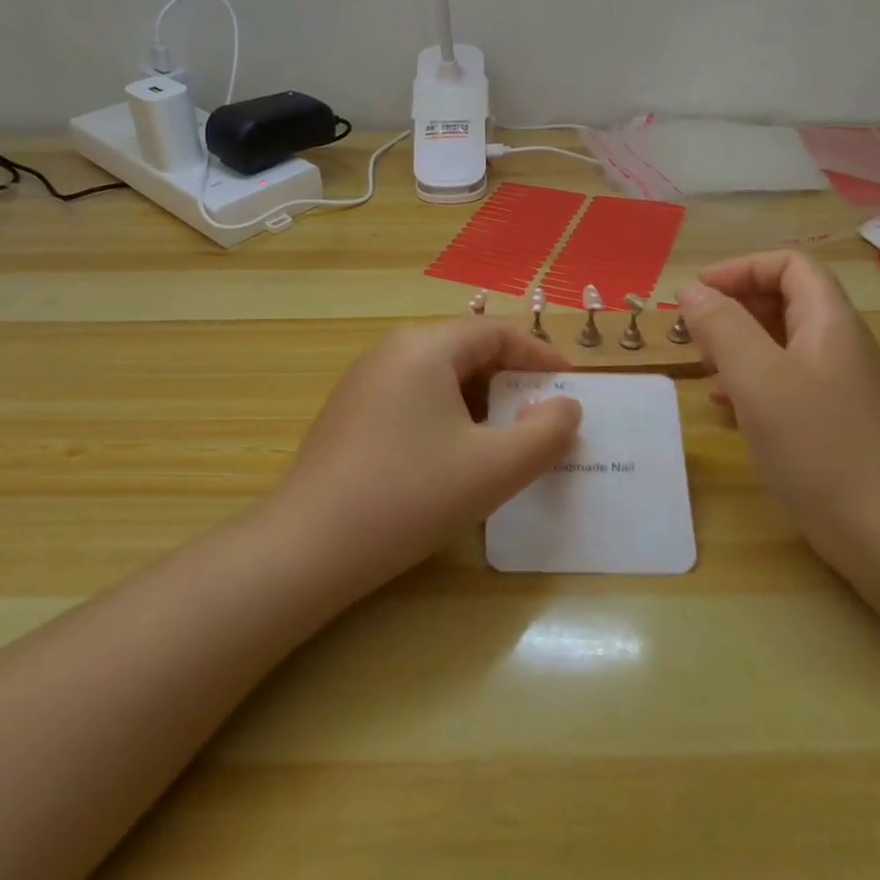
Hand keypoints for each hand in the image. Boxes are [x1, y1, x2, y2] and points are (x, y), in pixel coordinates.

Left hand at [267, 320, 582, 596]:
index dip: (541, 356)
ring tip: (506, 439)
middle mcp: (392, 350)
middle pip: (467, 349)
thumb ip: (546, 434)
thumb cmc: (410, 496)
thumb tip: (566, 407)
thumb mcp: (495, 468)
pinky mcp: (349, 413)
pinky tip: (455, 456)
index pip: (497, 332)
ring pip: (439, 376)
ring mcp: (364, 381)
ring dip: (480, 400)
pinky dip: (447, 415)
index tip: (571, 386)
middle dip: (511, 380)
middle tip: (543, 416)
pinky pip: (413, 397)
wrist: (309, 547)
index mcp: (426, 347)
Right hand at [678, 252, 879, 557]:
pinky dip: (750, 382)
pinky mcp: (829, 418)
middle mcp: (836, 343)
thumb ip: (722, 326)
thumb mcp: (757, 377)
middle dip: (734, 308)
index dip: (741, 269)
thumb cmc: (816, 442)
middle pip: (783, 300)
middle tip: (695, 334)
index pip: (788, 266)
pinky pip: (784, 381)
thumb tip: (692, 291)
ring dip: (737, 346)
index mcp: (828, 320)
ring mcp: (835, 383)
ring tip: (705, 369)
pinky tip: (726, 409)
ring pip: (779, 343)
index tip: (698, 293)